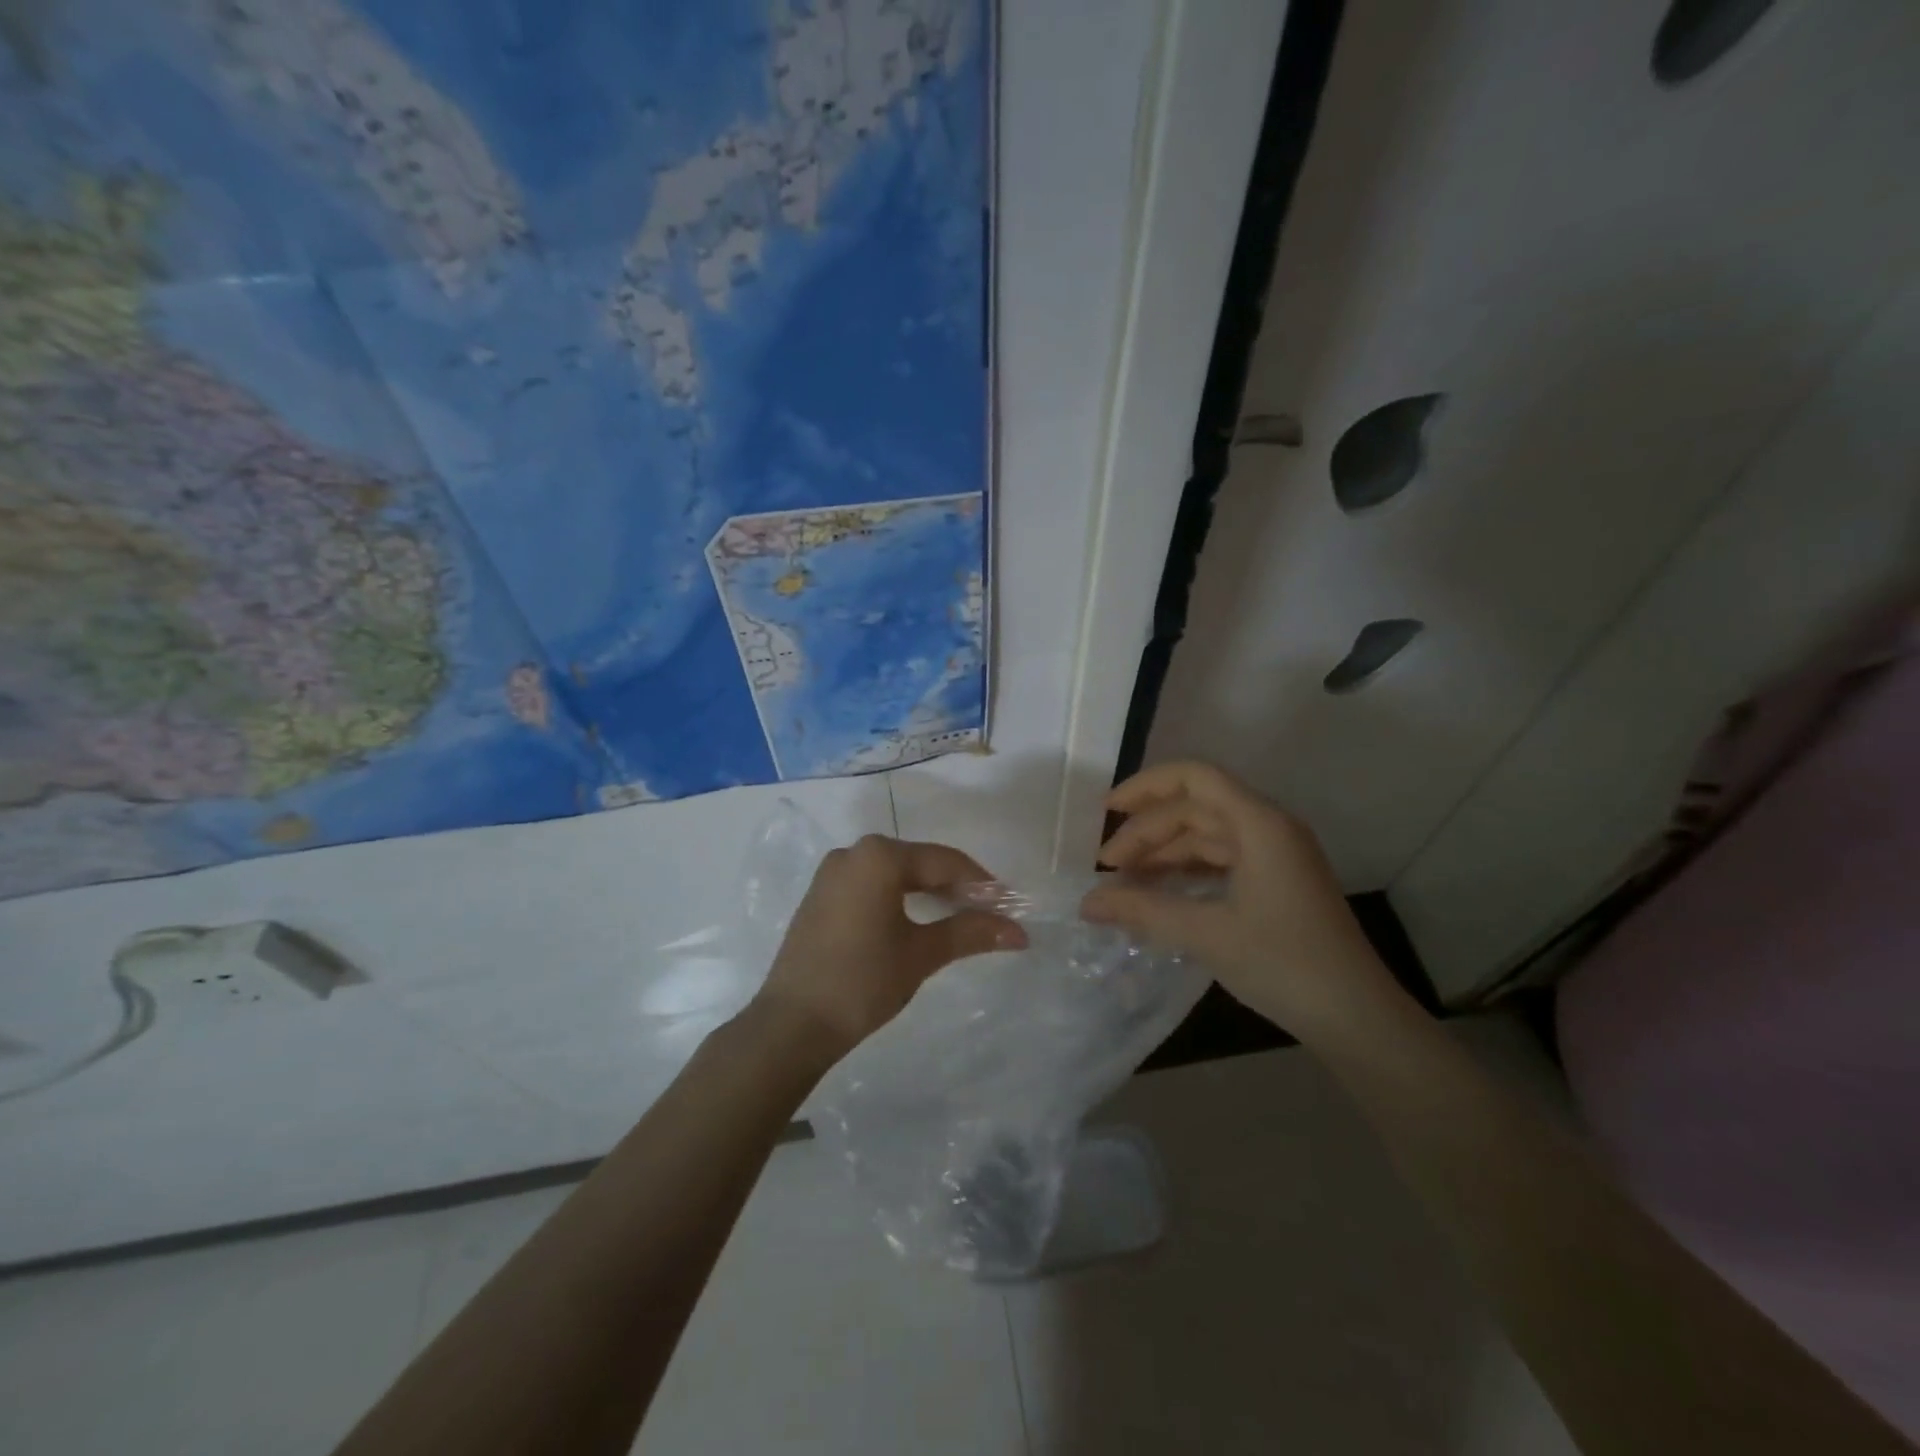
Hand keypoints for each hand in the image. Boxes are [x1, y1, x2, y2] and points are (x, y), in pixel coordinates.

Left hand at [753, 834, 1027, 1058]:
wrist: (792, 1023)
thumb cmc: (863, 981)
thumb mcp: (922, 954)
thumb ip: (970, 932)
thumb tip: (1019, 933)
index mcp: (880, 857)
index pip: (945, 861)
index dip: (981, 883)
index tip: (1009, 906)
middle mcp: (854, 853)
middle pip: (919, 863)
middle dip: (956, 886)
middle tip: (988, 913)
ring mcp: (833, 872)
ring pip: (895, 873)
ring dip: (928, 892)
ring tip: (959, 918)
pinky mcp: (821, 895)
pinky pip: (871, 884)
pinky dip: (899, 897)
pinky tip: (916, 920)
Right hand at [1081, 761, 1409, 1043]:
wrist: (1357, 1018)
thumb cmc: (1284, 964)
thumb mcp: (1206, 934)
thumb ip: (1142, 911)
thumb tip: (1085, 903)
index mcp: (1259, 824)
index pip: (1194, 778)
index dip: (1145, 787)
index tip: (1105, 812)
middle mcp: (1269, 828)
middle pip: (1195, 808)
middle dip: (1147, 832)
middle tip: (1107, 869)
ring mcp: (1276, 855)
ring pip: (1207, 836)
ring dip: (1165, 853)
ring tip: (1126, 883)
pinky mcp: (1278, 882)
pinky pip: (1222, 860)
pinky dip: (1187, 870)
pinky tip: (1162, 893)